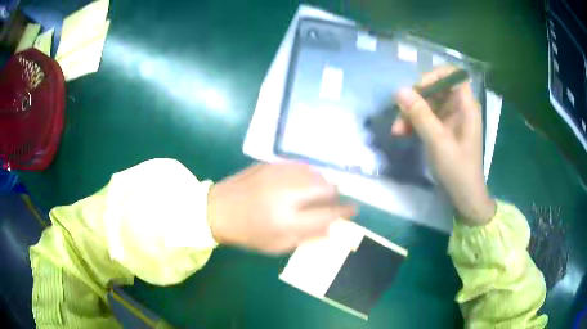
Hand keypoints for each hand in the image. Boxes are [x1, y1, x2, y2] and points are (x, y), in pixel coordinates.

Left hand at [207, 163, 355, 253]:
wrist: (218, 209)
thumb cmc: (248, 233)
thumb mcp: (277, 245)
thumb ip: (307, 237)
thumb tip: (331, 229)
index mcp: (288, 220)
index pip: (328, 214)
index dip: (345, 212)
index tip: (353, 210)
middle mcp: (288, 194)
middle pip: (327, 187)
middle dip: (335, 195)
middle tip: (331, 202)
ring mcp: (279, 174)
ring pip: (316, 173)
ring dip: (322, 183)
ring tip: (315, 193)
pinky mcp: (271, 164)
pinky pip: (301, 165)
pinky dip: (308, 174)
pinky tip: (301, 182)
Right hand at [392, 66, 495, 225]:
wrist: (464, 197)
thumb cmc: (458, 170)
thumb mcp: (437, 142)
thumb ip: (420, 115)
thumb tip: (399, 91)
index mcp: (466, 106)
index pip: (453, 75)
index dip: (435, 75)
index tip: (418, 88)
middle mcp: (459, 108)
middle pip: (436, 89)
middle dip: (416, 99)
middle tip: (400, 112)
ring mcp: (451, 118)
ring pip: (428, 103)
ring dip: (411, 113)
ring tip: (397, 130)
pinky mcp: (443, 129)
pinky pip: (427, 117)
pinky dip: (414, 122)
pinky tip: (402, 133)